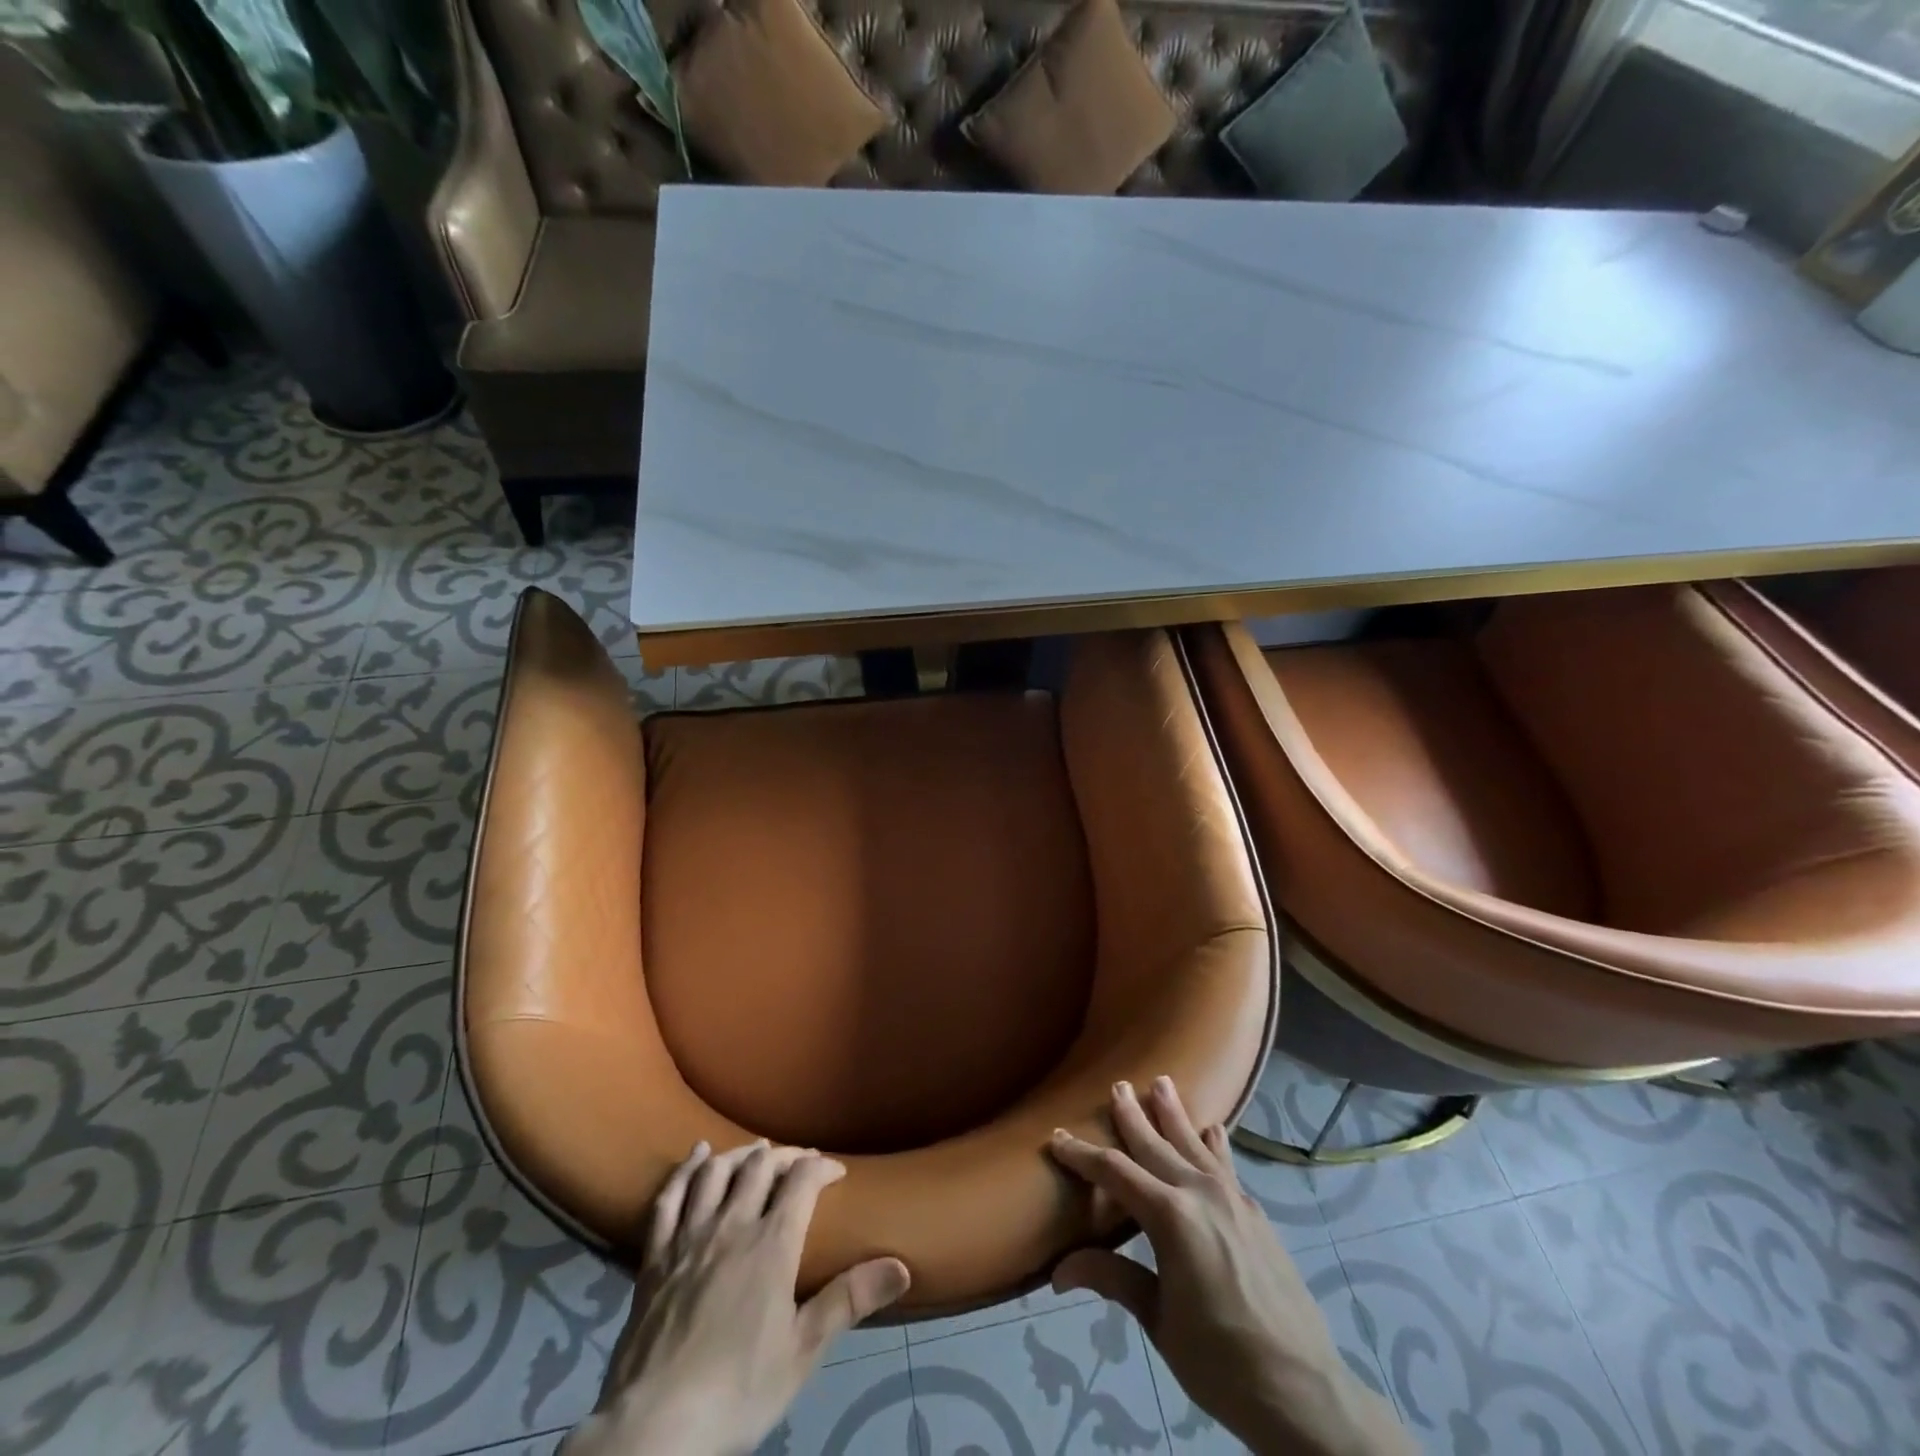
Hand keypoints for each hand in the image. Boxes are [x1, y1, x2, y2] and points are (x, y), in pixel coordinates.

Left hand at [562, 1141, 911, 1455]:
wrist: (654, 1428)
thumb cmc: (738, 1391)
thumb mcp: (803, 1352)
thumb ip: (849, 1301)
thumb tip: (902, 1267)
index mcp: (771, 1245)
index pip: (802, 1181)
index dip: (822, 1167)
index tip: (836, 1172)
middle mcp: (732, 1226)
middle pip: (761, 1166)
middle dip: (786, 1155)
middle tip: (800, 1161)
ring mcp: (689, 1237)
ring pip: (717, 1172)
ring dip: (741, 1154)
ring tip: (756, 1150)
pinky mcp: (655, 1255)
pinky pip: (669, 1197)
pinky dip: (686, 1169)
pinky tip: (698, 1154)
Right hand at [1049, 1079, 1411, 1455]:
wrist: (1303, 1390)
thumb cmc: (1220, 1361)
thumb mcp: (1158, 1321)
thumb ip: (1114, 1280)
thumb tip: (1058, 1271)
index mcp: (1170, 1216)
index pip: (1115, 1172)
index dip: (1082, 1155)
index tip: (1057, 1138)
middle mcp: (1200, 1193)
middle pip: (1155, 1144)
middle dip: (1132, 1116)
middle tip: (1117, 1085)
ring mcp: (1233, 1199)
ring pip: (1194, 1143)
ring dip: (1175, 1114)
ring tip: (1162, 1083)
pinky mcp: (1255, 1214)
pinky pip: (1226, 1164)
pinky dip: (1213, 1144)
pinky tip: (1212, 1130)